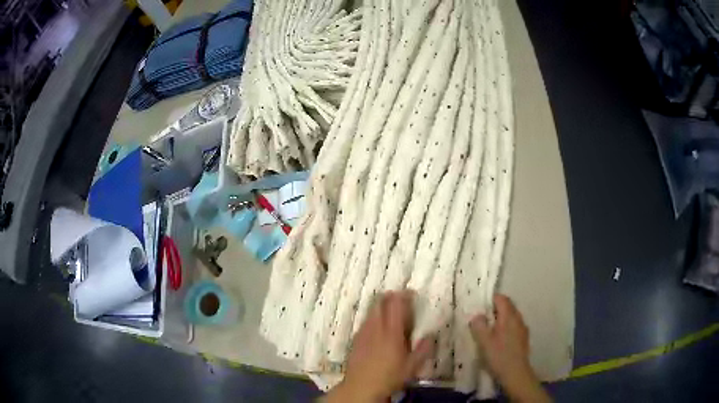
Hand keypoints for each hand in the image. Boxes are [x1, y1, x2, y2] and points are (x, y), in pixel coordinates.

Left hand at [325, 291, 434, 401]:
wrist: (361, 386)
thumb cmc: (389, 376)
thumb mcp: (412, 366)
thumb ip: (423, 349)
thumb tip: (431, 335)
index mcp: (392, 332)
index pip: (396, 305)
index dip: (403, 295)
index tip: (411, 294)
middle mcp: (376, 327)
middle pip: (380, 302)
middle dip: (390, 296)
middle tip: (401, 300)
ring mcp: (363, 332)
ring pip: (371, 310)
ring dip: (381, 306)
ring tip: (390, 313)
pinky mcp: (355, 338)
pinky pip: (365, 321)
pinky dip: (373, 318)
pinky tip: (378, 328)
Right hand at [470, 294, 549, 402]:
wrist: (516, 372)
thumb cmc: (499, 355)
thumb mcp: (484, 341)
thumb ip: (479, 325)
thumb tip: (478, 315)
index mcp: (509, 316)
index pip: (502, 299)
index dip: (491, 299)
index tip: (480, 305)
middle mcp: (518, 319)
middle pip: (508, 306)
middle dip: (495, 309)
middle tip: (482, 317)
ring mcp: (522, 328)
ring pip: (511, 317)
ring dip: (501, 319)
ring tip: (489, 329)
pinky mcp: (523, 338)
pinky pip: (514, 326)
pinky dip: (505, 327)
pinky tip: (499, 339)